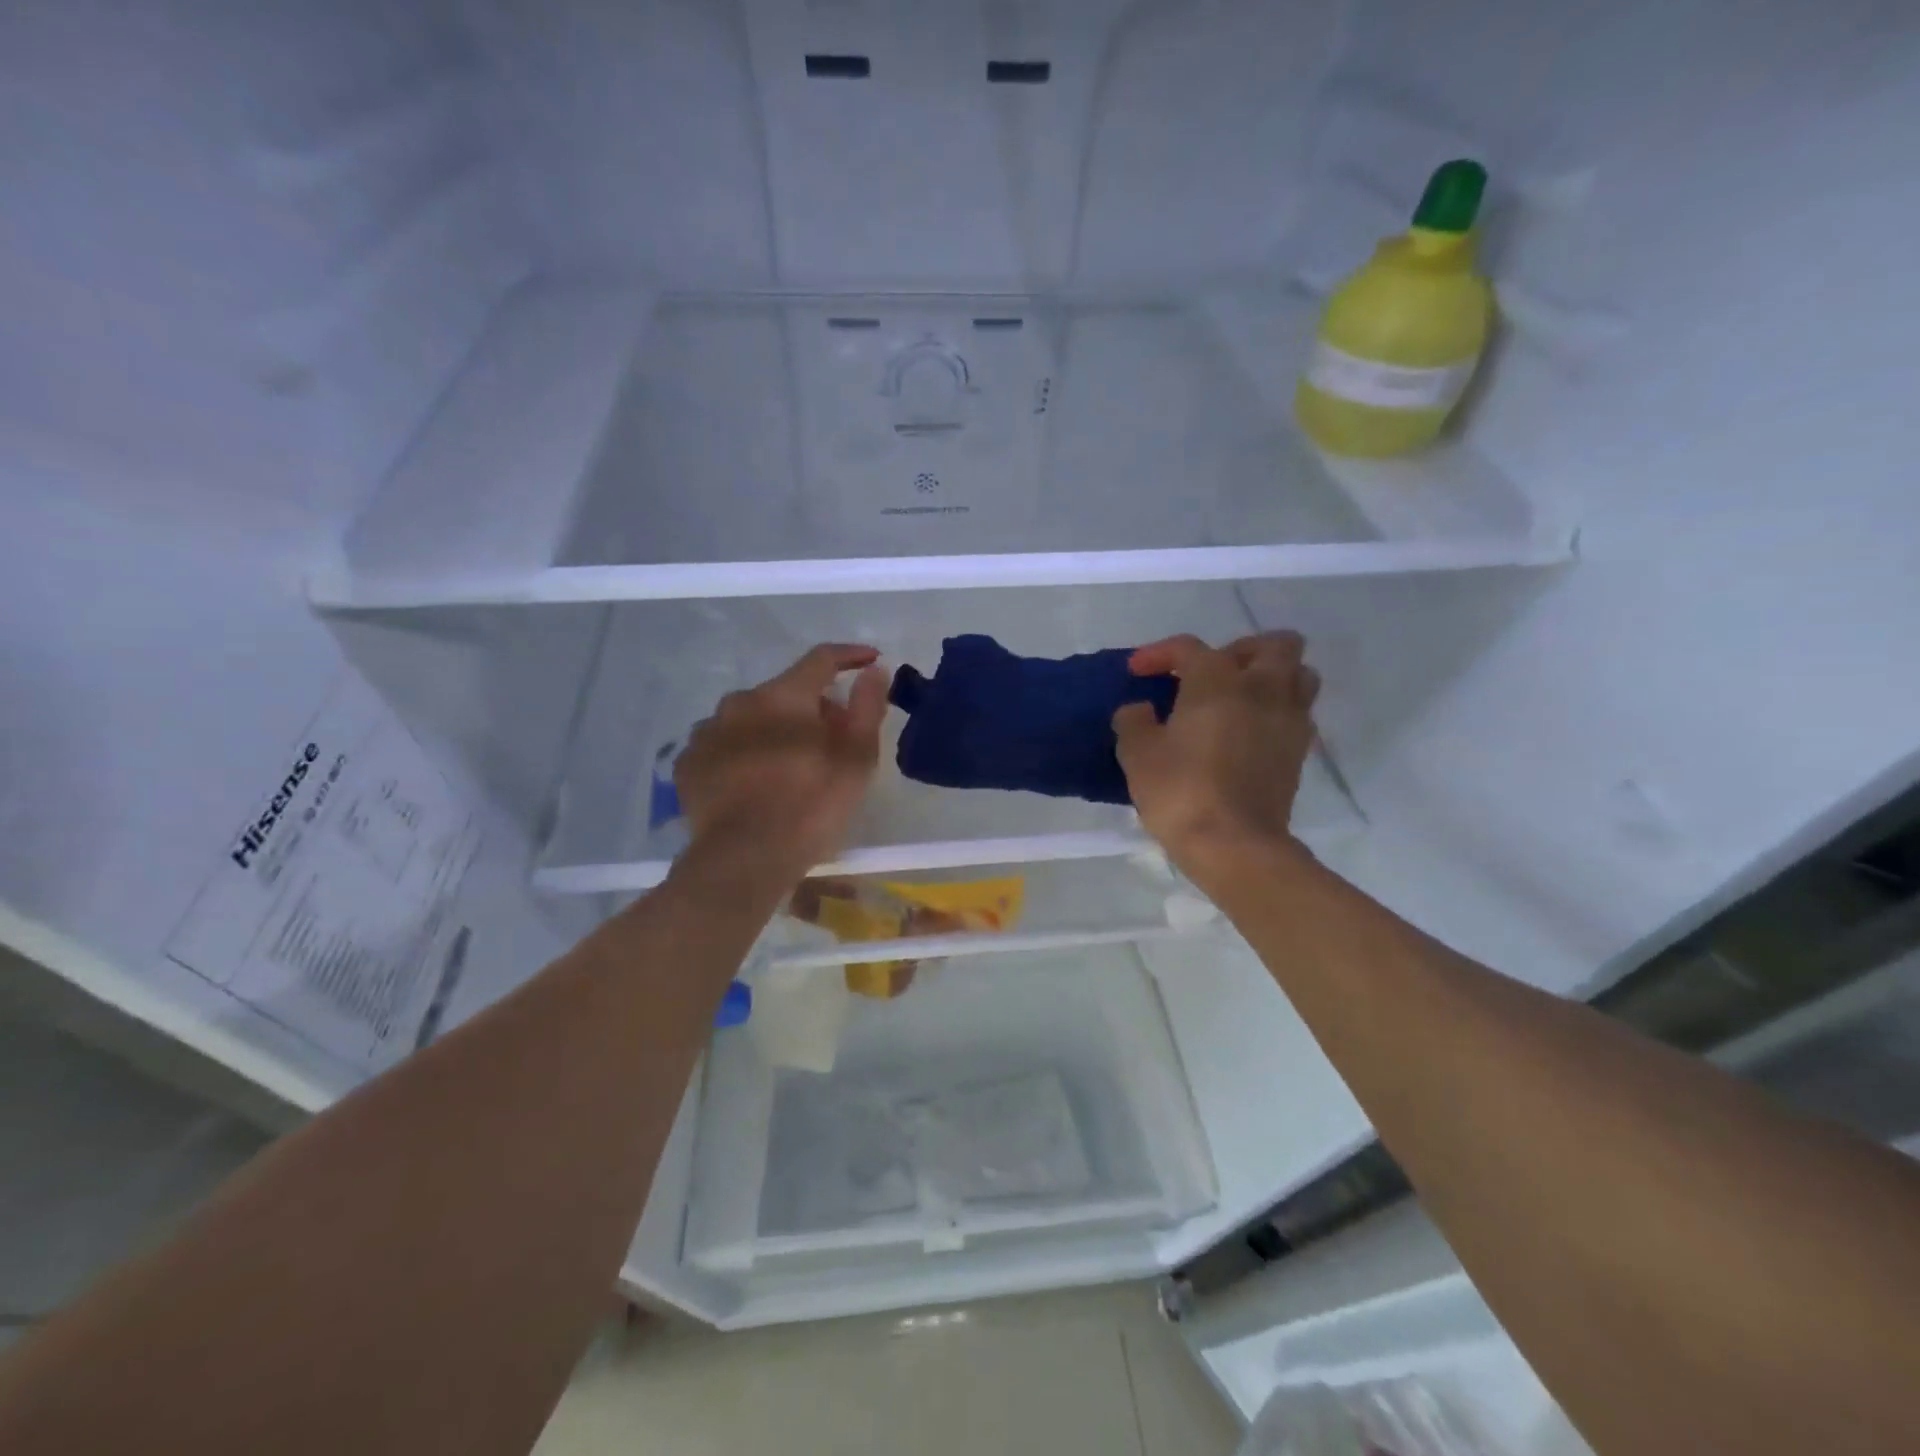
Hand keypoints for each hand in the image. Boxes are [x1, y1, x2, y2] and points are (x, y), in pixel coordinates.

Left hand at [675, 644, 888, 869]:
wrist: (744, 859)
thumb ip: (867, 708)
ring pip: (750, 719)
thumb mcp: (857, 759)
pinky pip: (723, 746)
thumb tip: (873, 670)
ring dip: (772, 730)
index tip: (870, 661)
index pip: (821, 660)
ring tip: (788, 766)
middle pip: (784, 693)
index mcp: (783, 696)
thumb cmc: (811, 806)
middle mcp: (740, 702)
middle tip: (833, 740)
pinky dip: (742, 753)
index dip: (849, 656)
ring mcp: (707, 733)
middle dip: (811, 708)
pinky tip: (752, 781)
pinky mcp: (687, 764)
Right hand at [1113, 632, 1320, 873]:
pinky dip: (1278, 712)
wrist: (1235, 845)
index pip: (1189, 648)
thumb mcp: (1137, 754)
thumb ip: (1133, 721)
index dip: (1159, 653)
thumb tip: (1139, 709)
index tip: (1136, 671)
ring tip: (1239, 699)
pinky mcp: (1299, 752)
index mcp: (1217, 680)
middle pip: (1274, 645)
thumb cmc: (1181, 791)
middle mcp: (1262, 688)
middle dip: (1240, 651)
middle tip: (1209, 675)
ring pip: (1299, 674)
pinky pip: (1298, 713)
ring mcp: (1289, 720)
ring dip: (1272, 677)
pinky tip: (1251, 732)